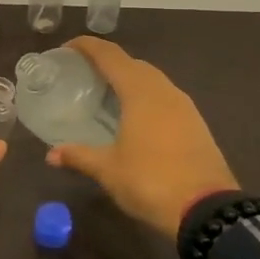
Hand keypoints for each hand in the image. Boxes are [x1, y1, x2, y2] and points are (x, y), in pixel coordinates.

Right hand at [44, 37, 237, 238]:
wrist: (208, 211)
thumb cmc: (150, 182)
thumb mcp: (108, 170)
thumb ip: (79, 156)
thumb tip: (51, 154)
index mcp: (140, 92)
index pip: (110, 56)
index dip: (88, 46)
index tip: (67, 48)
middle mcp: (164, 91)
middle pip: (133, 64)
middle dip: (109, 63)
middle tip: (85, 75)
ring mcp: (185, 107)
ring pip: (153, 80)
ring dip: (130, 80)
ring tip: (108, 95)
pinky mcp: (197, 124)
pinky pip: (166, 98)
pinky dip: (146, 98)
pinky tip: (135, 118)